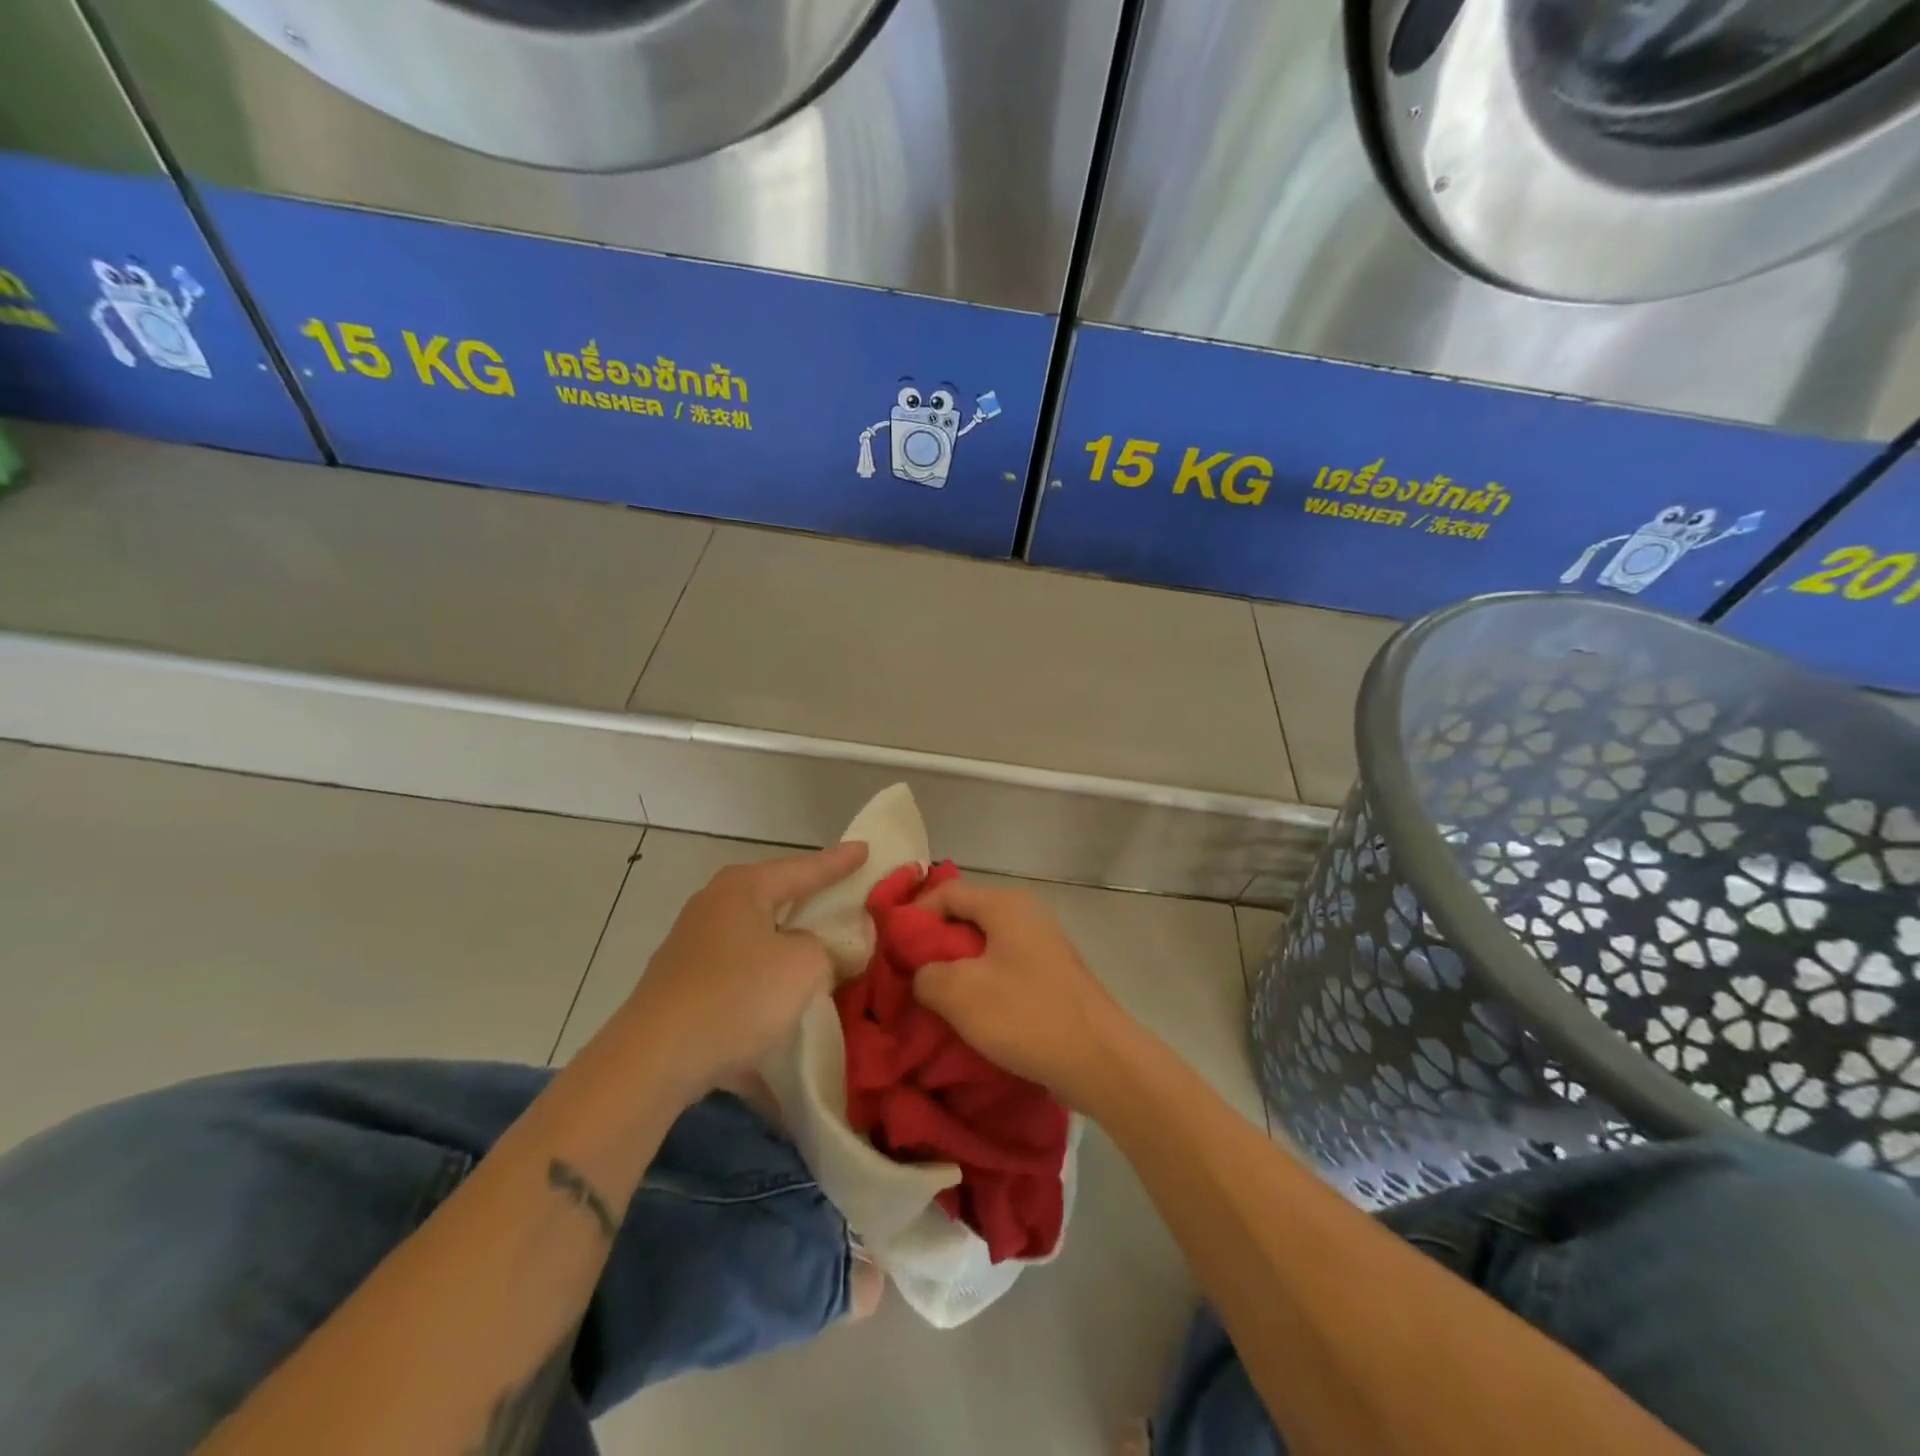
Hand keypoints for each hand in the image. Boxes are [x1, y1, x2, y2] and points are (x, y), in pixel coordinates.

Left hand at [609, 842, 868, 1097]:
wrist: (653, 1061)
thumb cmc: (737, 996)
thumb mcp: (805, 965)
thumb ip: (829, 948)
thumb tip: (825, 950)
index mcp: (743, 888)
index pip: (804, 868)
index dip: (839, 861)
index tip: (865, 848)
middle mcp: (714, 906)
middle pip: (775, 897)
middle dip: (809, 900)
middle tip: (844, 897)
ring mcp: (692, 947)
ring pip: (756, 937)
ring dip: (786, 946)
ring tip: (818, 952)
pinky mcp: (682, 987)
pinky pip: (739, 974)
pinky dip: (764, 983)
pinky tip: (782, 1004)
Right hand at [910, 879, 1129, 1107]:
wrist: (1099, 1060)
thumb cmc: (1026, 1015)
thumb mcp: (960, 993)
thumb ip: (926, 974)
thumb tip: (923, 973)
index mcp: (1005, 906)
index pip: (947, 892)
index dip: (915, 914)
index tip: (892, 948)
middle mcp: (1026, 915)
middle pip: (966, 917)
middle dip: (934, 945)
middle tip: (909, 976)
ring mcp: (1043, 946)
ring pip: (985, 946)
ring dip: (957, 969)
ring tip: (934, 1000)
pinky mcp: (1051, 976)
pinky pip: (1004, 968)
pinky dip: (982, 984)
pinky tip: (970, 1015)